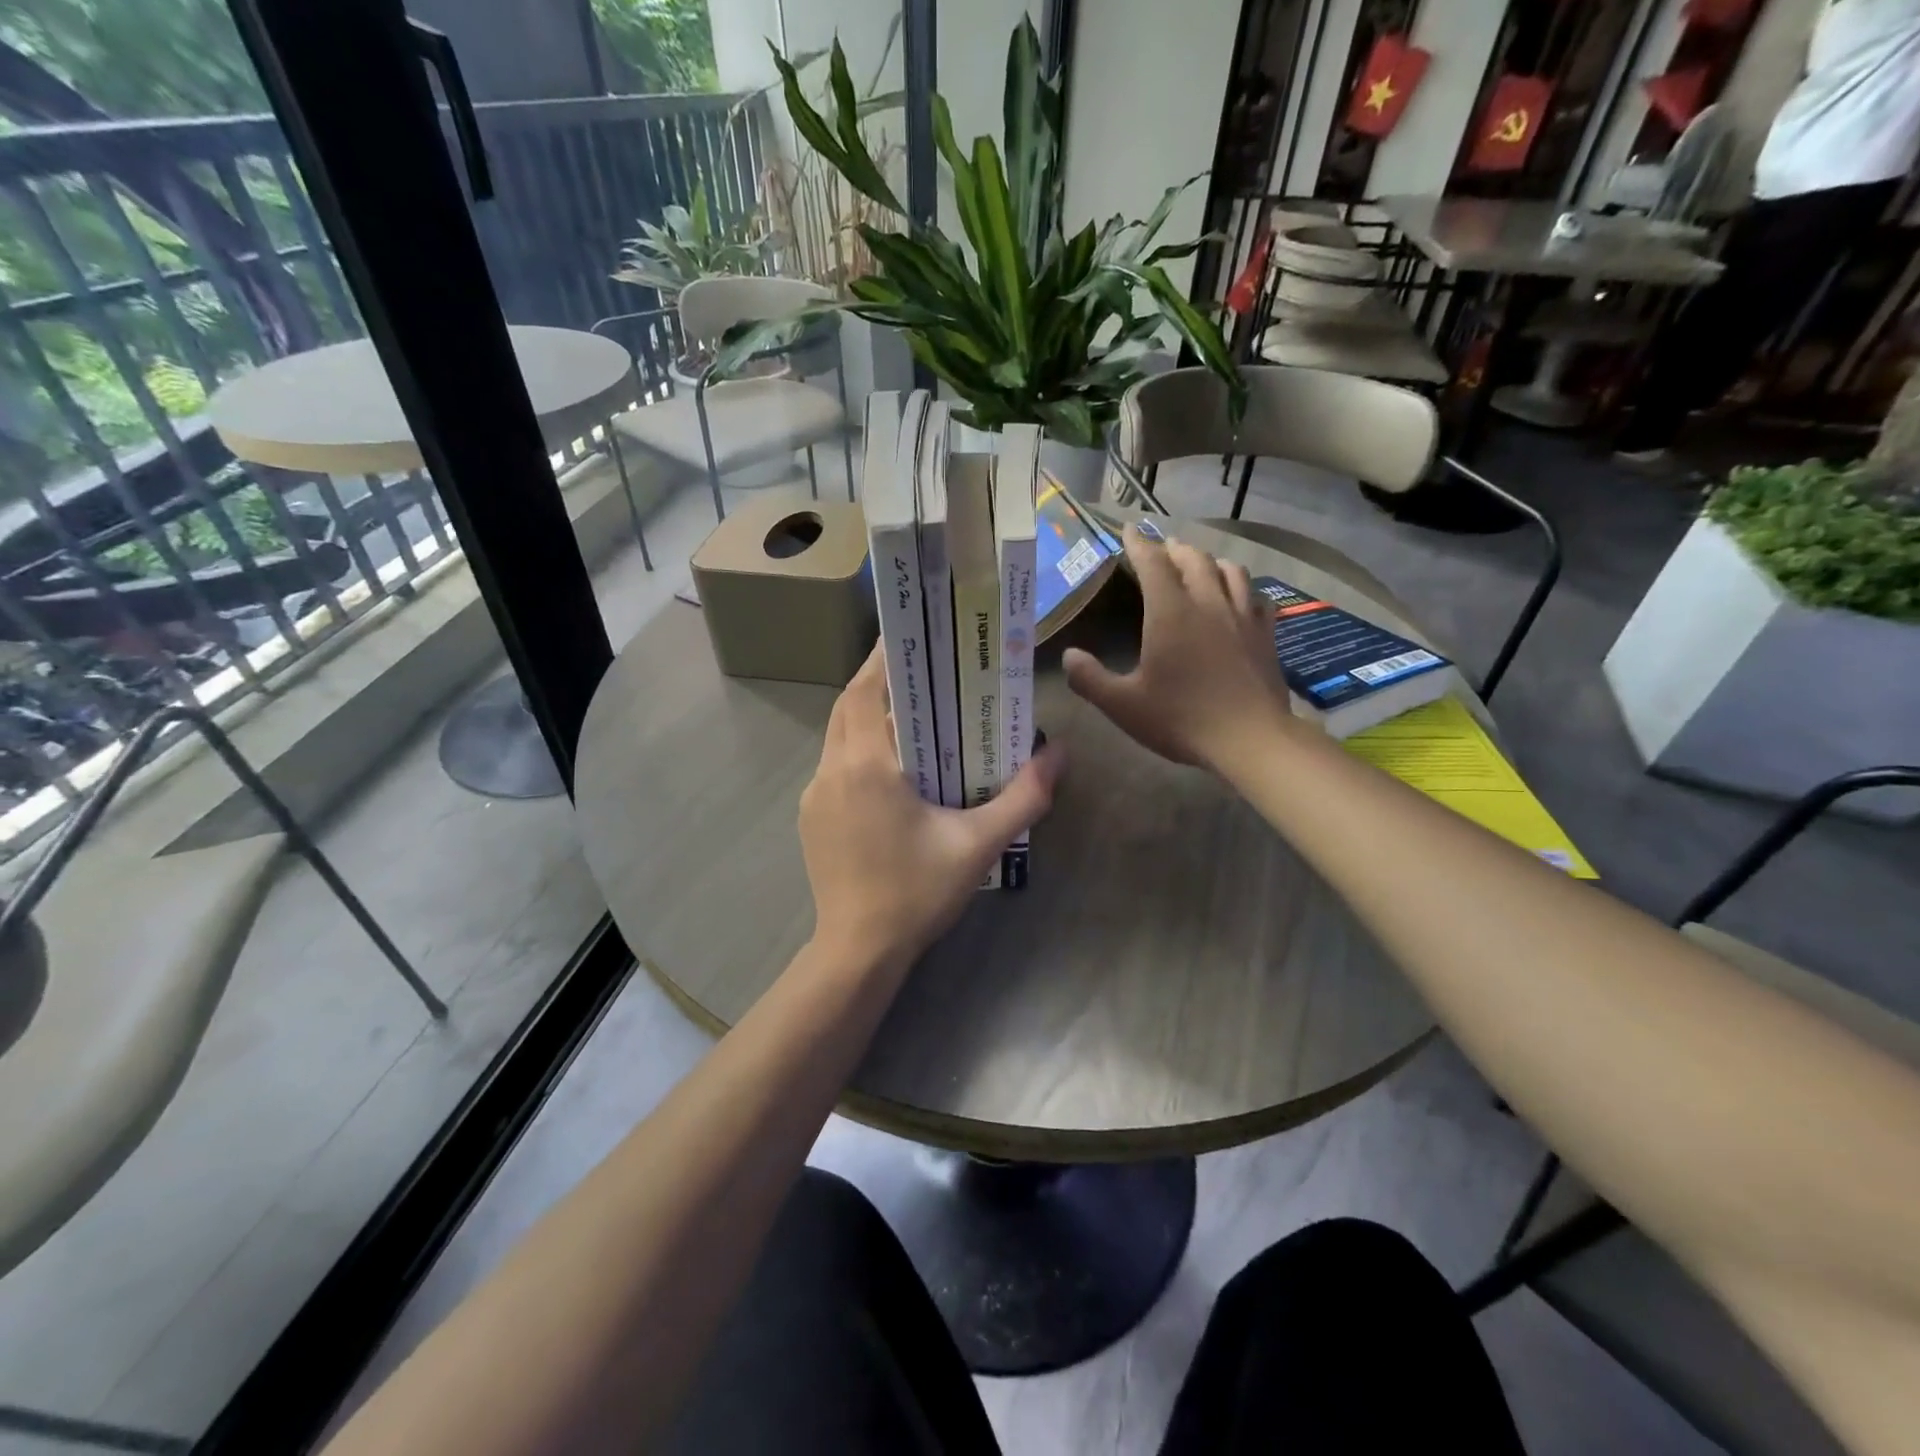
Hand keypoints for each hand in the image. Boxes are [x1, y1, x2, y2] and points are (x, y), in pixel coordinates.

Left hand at [800, 647, 1062, 974]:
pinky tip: (891, 771)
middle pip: (850, 707)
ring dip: (868, 718)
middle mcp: (832, 771)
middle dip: (879, 683)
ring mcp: (815, 796)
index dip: (882, 657)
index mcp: (866, 766)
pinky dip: (859, 751)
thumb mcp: (978, 845)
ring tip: (912, 716)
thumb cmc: (917, 892)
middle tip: (921, 672)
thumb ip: (1023, 797)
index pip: (866, 691)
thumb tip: (1059, 754)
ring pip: (838, 736)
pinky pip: (834, 766)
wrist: (858, 951)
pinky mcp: (811, 819)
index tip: (908, 635)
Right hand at [1063, 522, 1289, 770]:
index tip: (1129, 529)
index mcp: (1170, 613)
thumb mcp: (1123, 705)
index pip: (1152, 563)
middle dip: (1175, 549)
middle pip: (1194, 559)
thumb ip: (1090, 679)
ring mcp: (1242, 617)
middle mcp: (1208, 603)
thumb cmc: (1181, 718)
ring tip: (1201, 564)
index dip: (1138, 543)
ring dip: (1211, 561)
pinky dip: (1243, 589)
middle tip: (1162, 548)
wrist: (1250, 739)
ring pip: (1230, 571)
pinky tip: (1240, 598)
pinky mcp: (1265, 634)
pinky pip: (1256, 597)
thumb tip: (1068, 656)